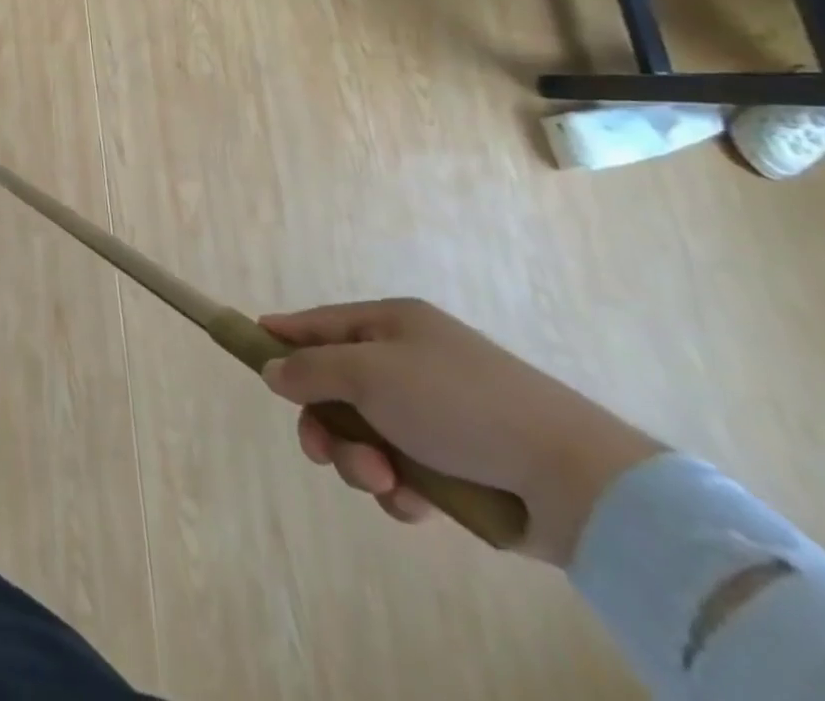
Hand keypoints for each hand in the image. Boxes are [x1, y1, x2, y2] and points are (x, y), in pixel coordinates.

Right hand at [258, 298, 663, 564]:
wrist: (575, 480)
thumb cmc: (458, 404)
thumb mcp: (369, 373)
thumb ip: (310, 369)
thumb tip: (272, 369)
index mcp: (393, 326)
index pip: (320, 323)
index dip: (283, 335)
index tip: (249, 346)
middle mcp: (410, 363)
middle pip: (336, 387)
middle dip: (324, 422)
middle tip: (321, 450)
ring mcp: (435, 415)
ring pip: (364, 436)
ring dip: (360, 461)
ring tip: (383, 481)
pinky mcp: (457, 465)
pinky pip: (401, 472)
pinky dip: (398, 489)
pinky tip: (413, 502)